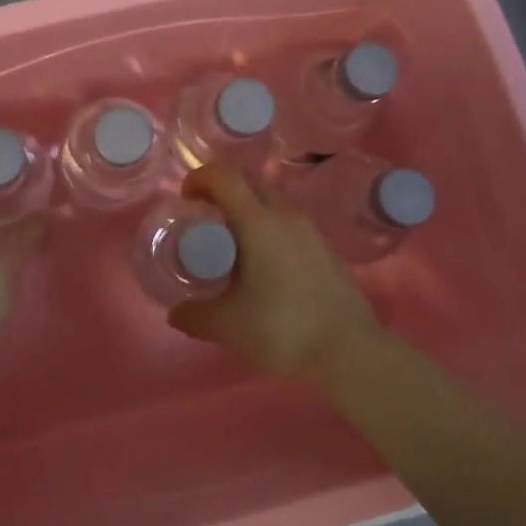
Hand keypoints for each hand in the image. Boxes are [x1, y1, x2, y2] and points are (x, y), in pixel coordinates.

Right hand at [167, 162, 381, 378]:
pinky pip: (286, 218)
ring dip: (245, 205)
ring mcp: (308, 228)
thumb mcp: (227, 326)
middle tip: (203, 213)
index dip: (200, 176)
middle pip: (248, 178)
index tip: (186, 198)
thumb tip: (174, 312)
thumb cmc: (283, 329)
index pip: (225, 175)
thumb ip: (194, 316)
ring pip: (270, 197)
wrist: (350, 350)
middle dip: (221, 186)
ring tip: (229, 239)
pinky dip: (265, 223)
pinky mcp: (322, 246)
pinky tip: (260, 260)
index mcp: (258, 222)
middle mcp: (284, 215)